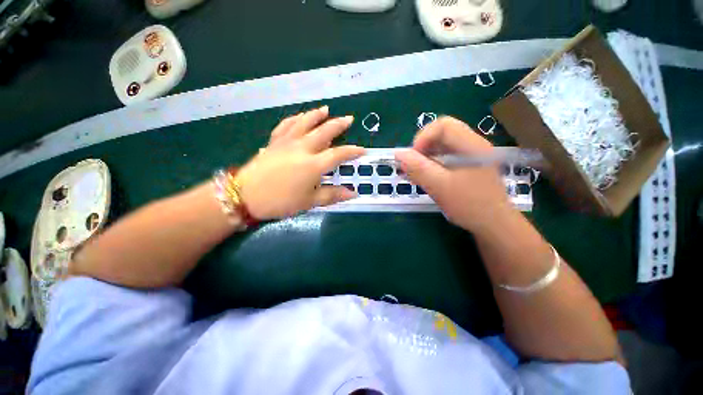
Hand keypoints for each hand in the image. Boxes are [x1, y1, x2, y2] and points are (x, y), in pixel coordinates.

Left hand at [235, 106, 364, 219]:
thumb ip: (332, 195)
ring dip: (317, 115)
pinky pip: (285, 125)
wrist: (246, 196)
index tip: (363, 150)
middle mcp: (303, 148)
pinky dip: (294, 119)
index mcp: (313, 164)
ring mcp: (287, 142)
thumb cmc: (281, 201)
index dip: (352, 152)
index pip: (338, 154)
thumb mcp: (310, 202)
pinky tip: (299, 116)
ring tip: (326, 109)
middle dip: (339, 125)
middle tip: (349, 119)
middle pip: (324, 132)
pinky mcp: (274, 142)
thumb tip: (353, 193)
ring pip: (305, 123)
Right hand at [395, 116, 511, 231]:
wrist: (494, 225)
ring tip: (415, 174)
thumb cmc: (470, 205)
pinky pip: (445, 157)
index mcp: (471, 145)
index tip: (413, 158)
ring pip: (442, 146)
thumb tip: (398, 153)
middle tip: (412, 166)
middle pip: (441, 134)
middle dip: (422, 148)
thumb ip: (418, 168)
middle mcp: (472, 145)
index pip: (443, 125)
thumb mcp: (440, 187)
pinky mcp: (467, 166)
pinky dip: (431, 164)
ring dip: (425, 157)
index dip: (423, 138)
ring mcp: (471, 156)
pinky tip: (424, 177)